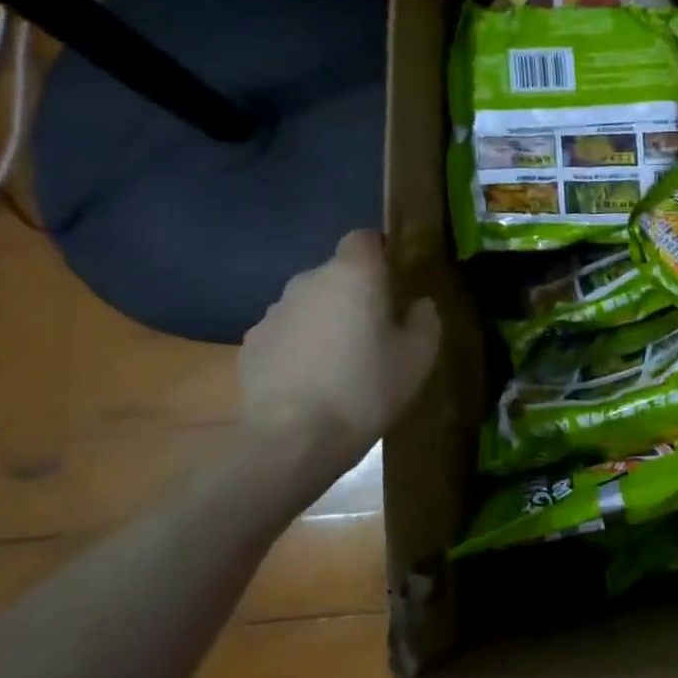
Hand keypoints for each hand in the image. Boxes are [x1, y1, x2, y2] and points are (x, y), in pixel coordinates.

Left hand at [239, 231, 439, 464]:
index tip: (396, 280)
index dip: (381, 252)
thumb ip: (425, 320)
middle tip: (376, 329)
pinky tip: (312, 380)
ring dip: (326, 320)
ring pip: (310, 303)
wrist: (294, 439)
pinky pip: (287, 332)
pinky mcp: (252, 342)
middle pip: (337, 273)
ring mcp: (274, 311)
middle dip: (356, 293)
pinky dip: (300, 345)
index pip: (364, 238)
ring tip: (342, 360)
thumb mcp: (418, 357)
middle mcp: (309, 280)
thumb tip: (418, 304)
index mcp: (354, 275)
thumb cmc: (366, 388)